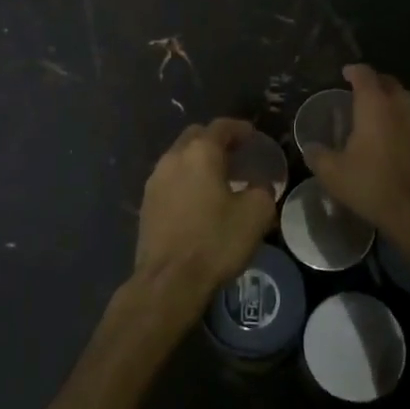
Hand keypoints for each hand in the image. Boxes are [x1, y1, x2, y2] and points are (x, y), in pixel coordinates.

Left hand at [134, 119, 278, 309]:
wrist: (169, 281)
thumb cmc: (215, 241)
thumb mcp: (256, 214)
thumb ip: (263, 189)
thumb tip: (259, 184)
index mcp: (200, 152)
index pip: (221, 127)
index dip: (239, 128)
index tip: (252, 135)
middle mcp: (173, 158)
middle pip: (196, 137)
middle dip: (216, 140)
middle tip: (236, 154)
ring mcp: (155, 180)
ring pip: (179, 158)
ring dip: (199, 161)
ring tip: (219, 178)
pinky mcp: (146, 203)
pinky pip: (170, 179)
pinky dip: (186, 180)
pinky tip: (199, 199)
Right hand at [303, 64, 409, 240]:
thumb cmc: (372, 186)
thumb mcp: (333, 174)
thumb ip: (318, 155)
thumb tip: (310, 147)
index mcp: (375, 105)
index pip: (364, 74)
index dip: (354, 71)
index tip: (346, 73)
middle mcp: (402, 105)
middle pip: (390, 83)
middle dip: (376, 84)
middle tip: (363, 94)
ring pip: (409, 100)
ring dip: (395, 102)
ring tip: (384, 115)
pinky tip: (403, 138)